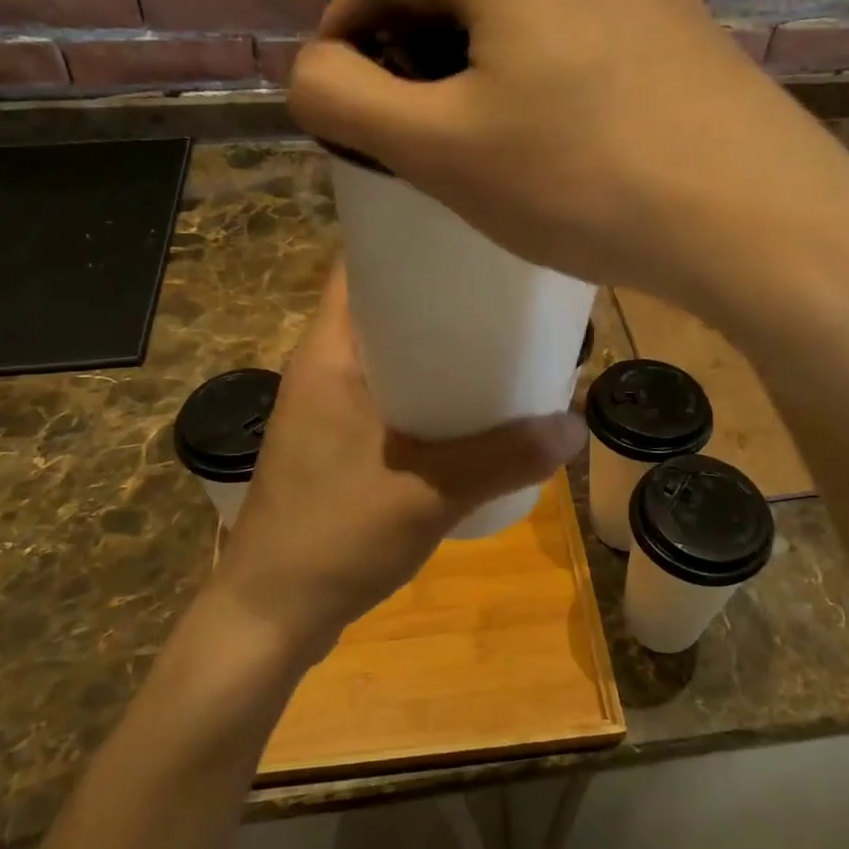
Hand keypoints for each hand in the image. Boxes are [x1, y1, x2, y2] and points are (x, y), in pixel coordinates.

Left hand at [211, 263, 586, 663]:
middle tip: (502, 290)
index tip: (469, 234)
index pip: (359, 265)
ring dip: (435, 346)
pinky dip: (426, 388)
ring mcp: (327, 407)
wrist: (272, 614)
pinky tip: (470, 406)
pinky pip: (388, 393)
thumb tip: (576, 425)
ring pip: (388, 353)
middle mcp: (323, 368)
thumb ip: (505, 458)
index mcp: (329, 354)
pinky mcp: (337, 442)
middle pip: (383, 306)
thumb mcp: (429, 493)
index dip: (409, 240)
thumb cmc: (335, 536)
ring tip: (498, 340)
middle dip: (439, 296)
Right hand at [287, 0, 848, 316]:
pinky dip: (553, 87)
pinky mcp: (689, 40)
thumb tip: (310, 72)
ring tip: (489, 147)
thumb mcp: (440, 149)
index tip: (333, 96)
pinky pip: (591, 54)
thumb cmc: (581, 182)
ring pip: (532, 27)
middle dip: (419, 61)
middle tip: (410, 137)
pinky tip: (571, 146)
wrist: (757, 219)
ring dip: (489, 75)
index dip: (345, 34)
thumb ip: (347, 101)